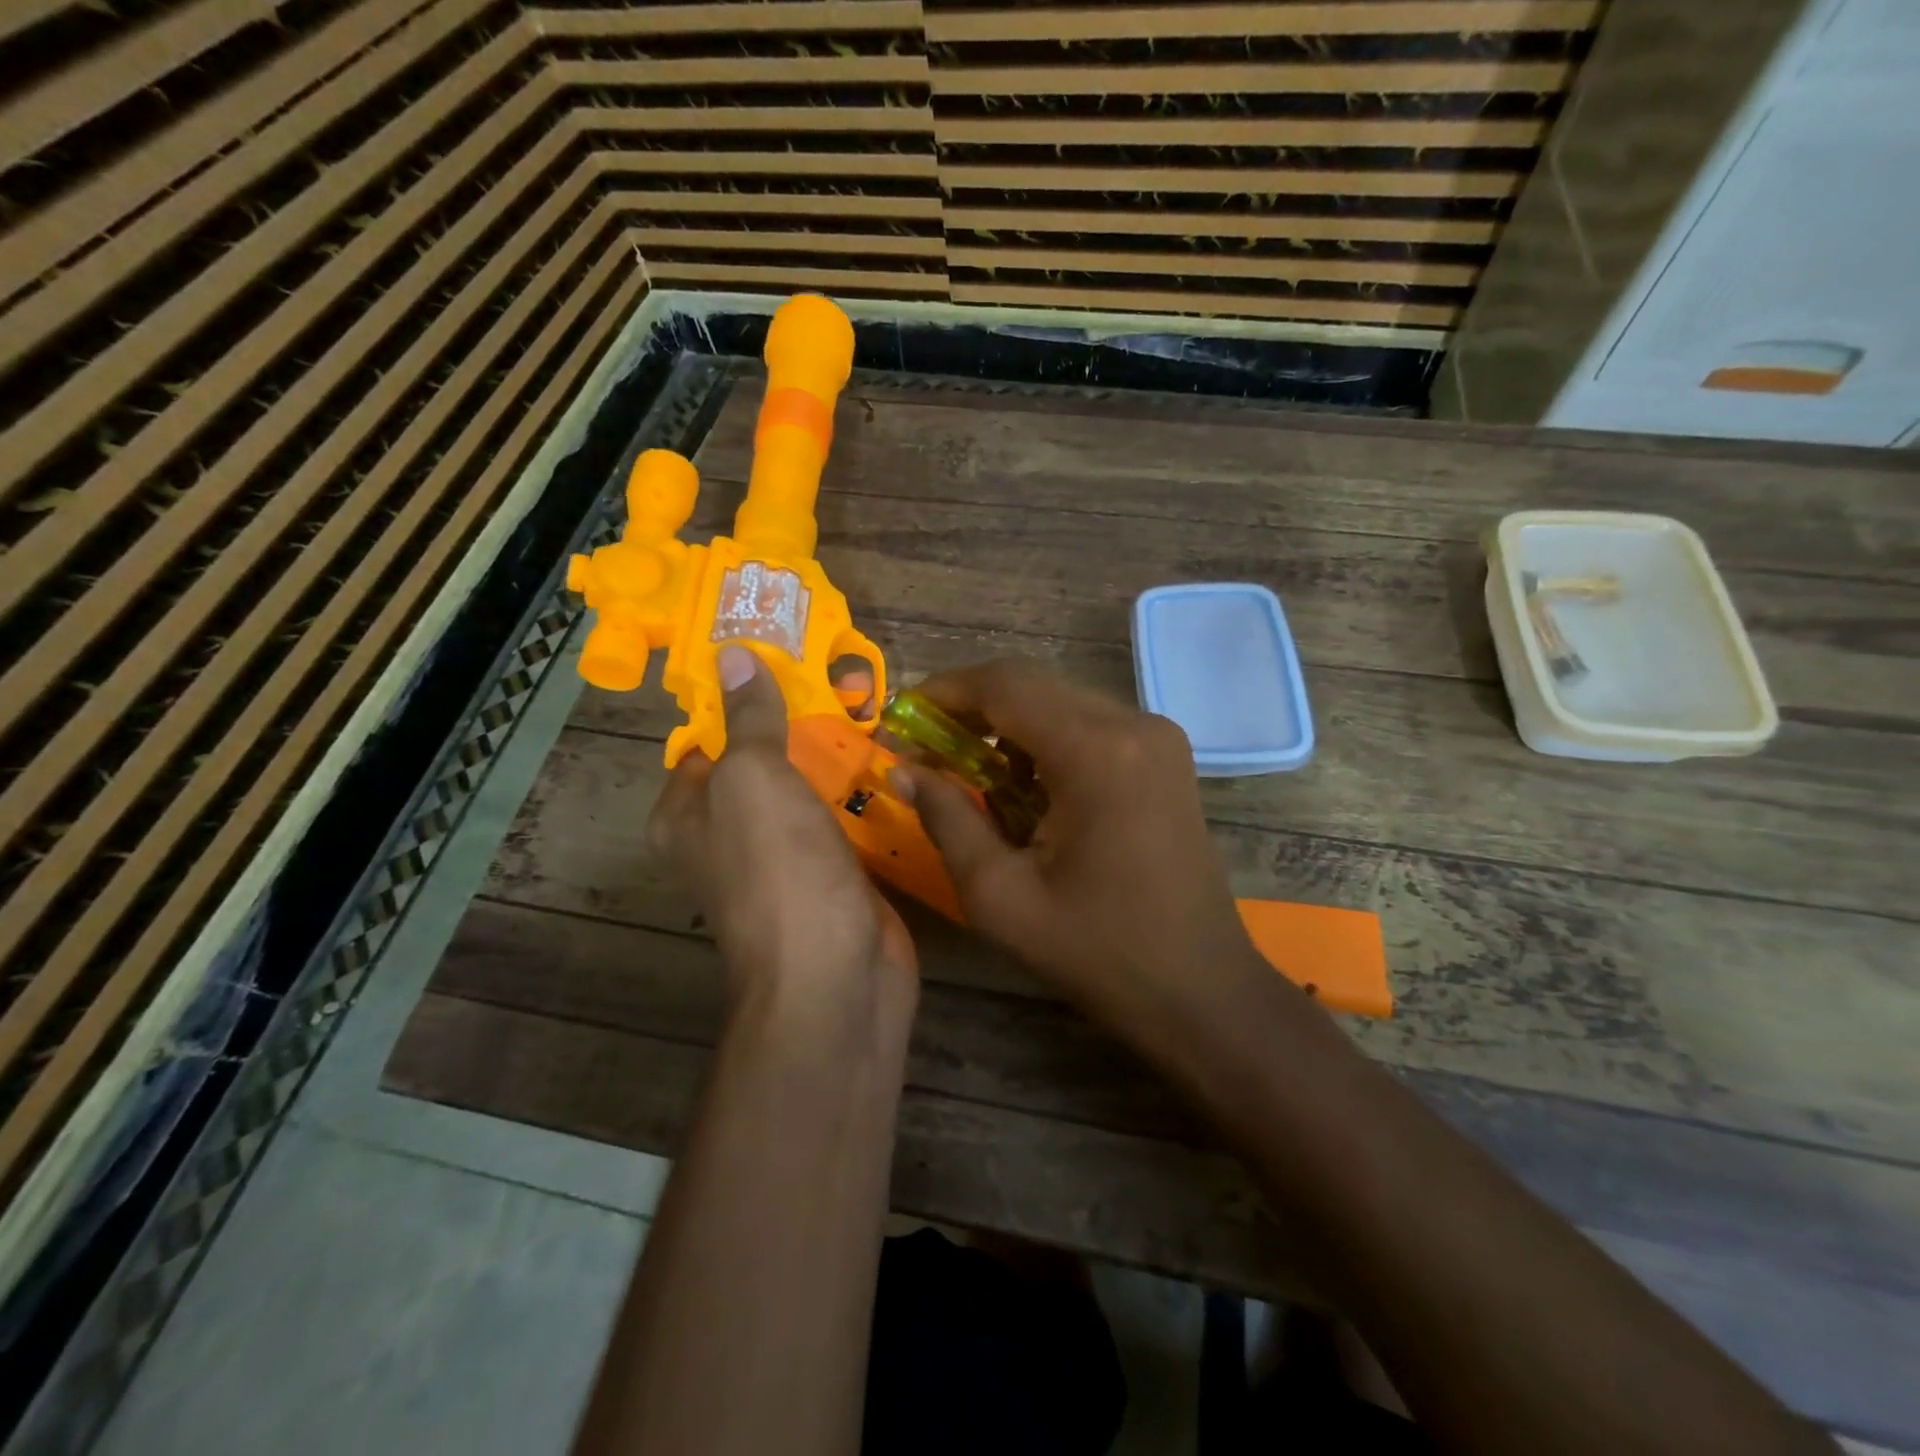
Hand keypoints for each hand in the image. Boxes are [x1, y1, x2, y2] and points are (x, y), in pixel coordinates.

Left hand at [650, 645, 916, 1013]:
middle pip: (766, 761)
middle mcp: (732, 835)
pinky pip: (848, 820)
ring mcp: (788, 858)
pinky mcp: (836, 875)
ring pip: (812, 790)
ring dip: (841, 755)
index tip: (788, 657)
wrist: (835, 978)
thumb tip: (733, 656)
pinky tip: (899, 760)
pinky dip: (868, 793)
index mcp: (691, 813)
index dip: (742, 697)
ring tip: (881, 705)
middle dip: (802, 720)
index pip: (709, 740)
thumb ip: (749, 719)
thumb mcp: (753, 779)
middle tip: (850, 675)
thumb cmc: (777, 871)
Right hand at [899, 660, 1258, 1020]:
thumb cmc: (1095, 950)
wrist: (1198, 988)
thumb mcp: (1000, 894)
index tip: (901, 718)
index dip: (944, 692)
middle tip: (925, 747)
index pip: (1004, 686)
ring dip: (1008, 725)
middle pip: (1033, 686)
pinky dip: (1045, 741)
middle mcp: (1134, 724)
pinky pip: (1090, 725)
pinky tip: (1023, 786)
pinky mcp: (1165, 756)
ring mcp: (1158, 737)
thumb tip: (903, 771)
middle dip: (971, 708)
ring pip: (1061, 702)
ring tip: (967, 771)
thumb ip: (946, 819)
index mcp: (1096, 751)